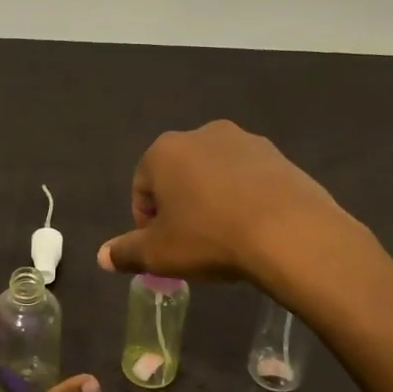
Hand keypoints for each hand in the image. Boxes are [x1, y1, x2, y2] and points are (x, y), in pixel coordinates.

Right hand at [96, 120, 350, 286]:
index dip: (146, 222)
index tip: (162, 249)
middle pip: (178, 175)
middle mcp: (202, 135)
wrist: (289, 232)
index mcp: (165, 151)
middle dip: (179, 206)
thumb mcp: (159, 254)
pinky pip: (249, 178)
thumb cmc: (210, 238)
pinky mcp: (278, 155)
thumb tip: (102, 256)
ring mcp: (244, 141)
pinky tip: (254, 228)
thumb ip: (126, 252)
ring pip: (215, 174)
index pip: (141, 187)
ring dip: (212, 199)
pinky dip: (244, 198)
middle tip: (191, 243)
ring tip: (225, 237)